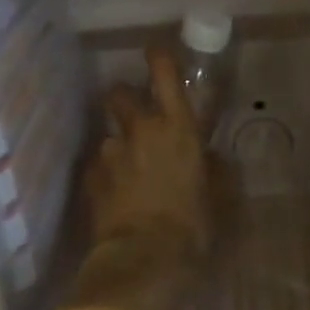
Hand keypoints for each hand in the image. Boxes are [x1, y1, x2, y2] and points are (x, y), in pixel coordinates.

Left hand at [84, 49, 211, 306]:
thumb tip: (212, 160)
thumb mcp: (218, 196)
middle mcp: (140, 130)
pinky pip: (98, 166)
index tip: (154, 51)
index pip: (164, 74)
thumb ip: (215, 170)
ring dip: (118, 146)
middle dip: (124, 98)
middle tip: (134, 115)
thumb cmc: (192, 223)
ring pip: (109, 134)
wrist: (145, 257)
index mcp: (177, 127)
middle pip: (120, 94)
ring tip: (127, 172)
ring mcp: (110, 153)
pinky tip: (115, 195)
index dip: (157, 57)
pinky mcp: (91, 178)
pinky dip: (105, 174)